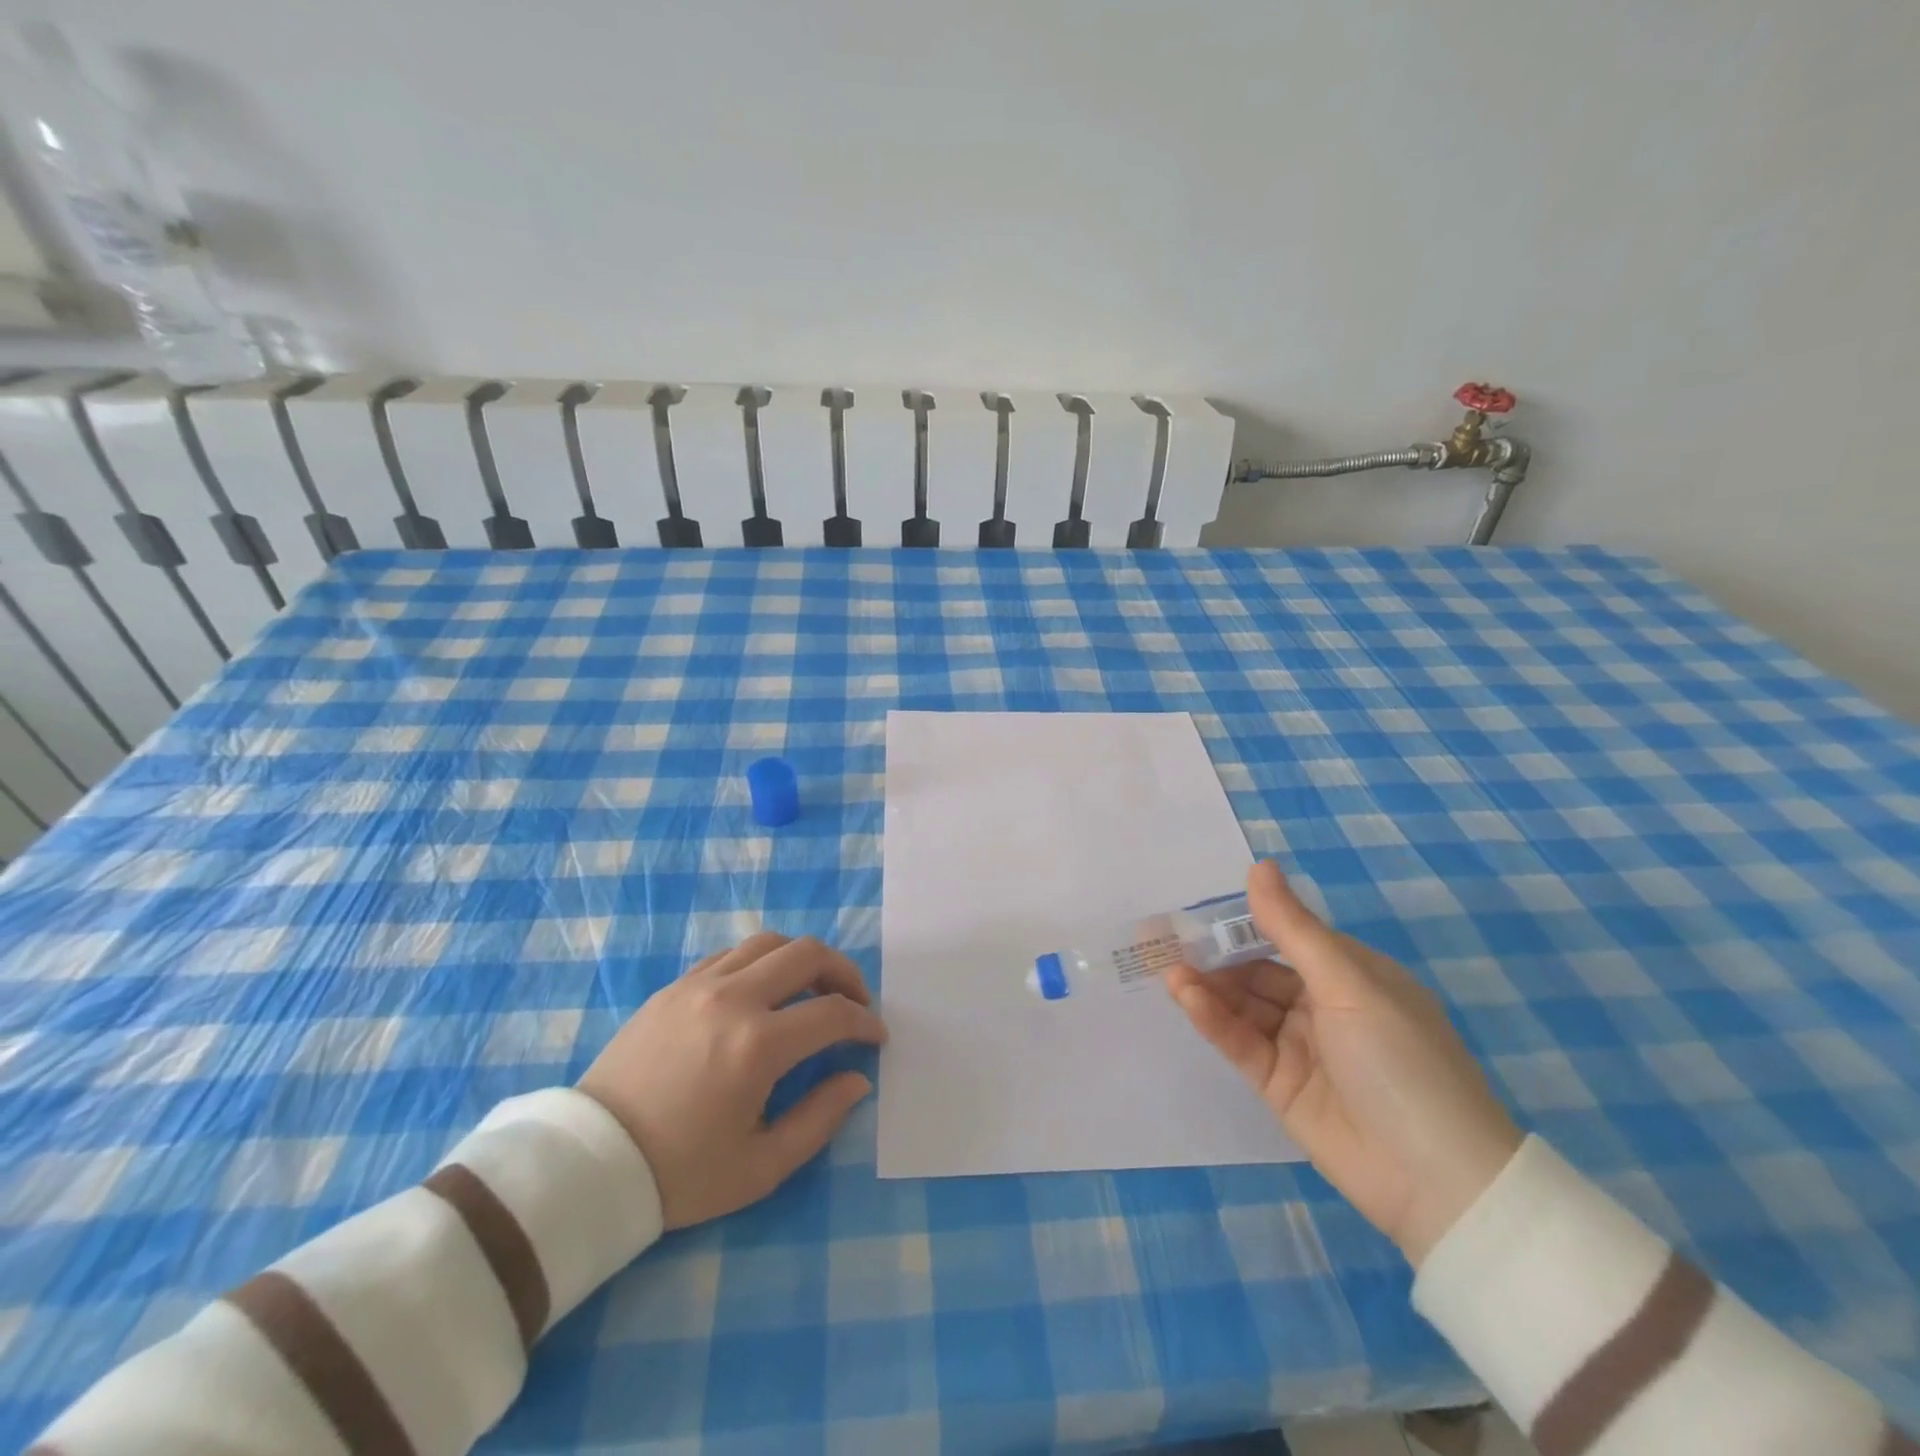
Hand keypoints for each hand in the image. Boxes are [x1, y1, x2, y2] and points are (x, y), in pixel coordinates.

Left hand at [579, 932, 886, 1228]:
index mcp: (758, 1045)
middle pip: (807, 953)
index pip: (833, 1013)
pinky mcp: (673, 986)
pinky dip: (760, 962)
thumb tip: (857, 1080)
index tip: (876, 1038)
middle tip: (854, 1002)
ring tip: (811, 990)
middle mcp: (733, 998)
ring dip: (802, 959)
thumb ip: (820, 1119)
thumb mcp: (761, 1166)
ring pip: (769, 942)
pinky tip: (762, 993)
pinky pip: (731, 954)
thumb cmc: (680, 1173)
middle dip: (844, 973)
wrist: (591, 1164)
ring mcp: (699, 985)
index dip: (864, 1023)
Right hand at [1166, 863, 1521, 1266]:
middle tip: (1169, 936)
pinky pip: (1239, 1041)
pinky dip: (1212, 1018)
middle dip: (1217, 954)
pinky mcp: (1277, 1083)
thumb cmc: (1402, 1061)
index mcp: (1351, 975)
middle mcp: (1323, 1005)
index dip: (1246, 920)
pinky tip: (1185, 996)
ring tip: (1171, 968)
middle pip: (1258, 970)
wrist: (1437, 1181)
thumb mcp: (1349, 984)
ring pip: (1243, 1004)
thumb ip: (1293, 928)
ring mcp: (1298, 1046)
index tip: (1200, 906)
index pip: (1288, 936)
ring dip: (1209, 985)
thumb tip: (1259, 866)